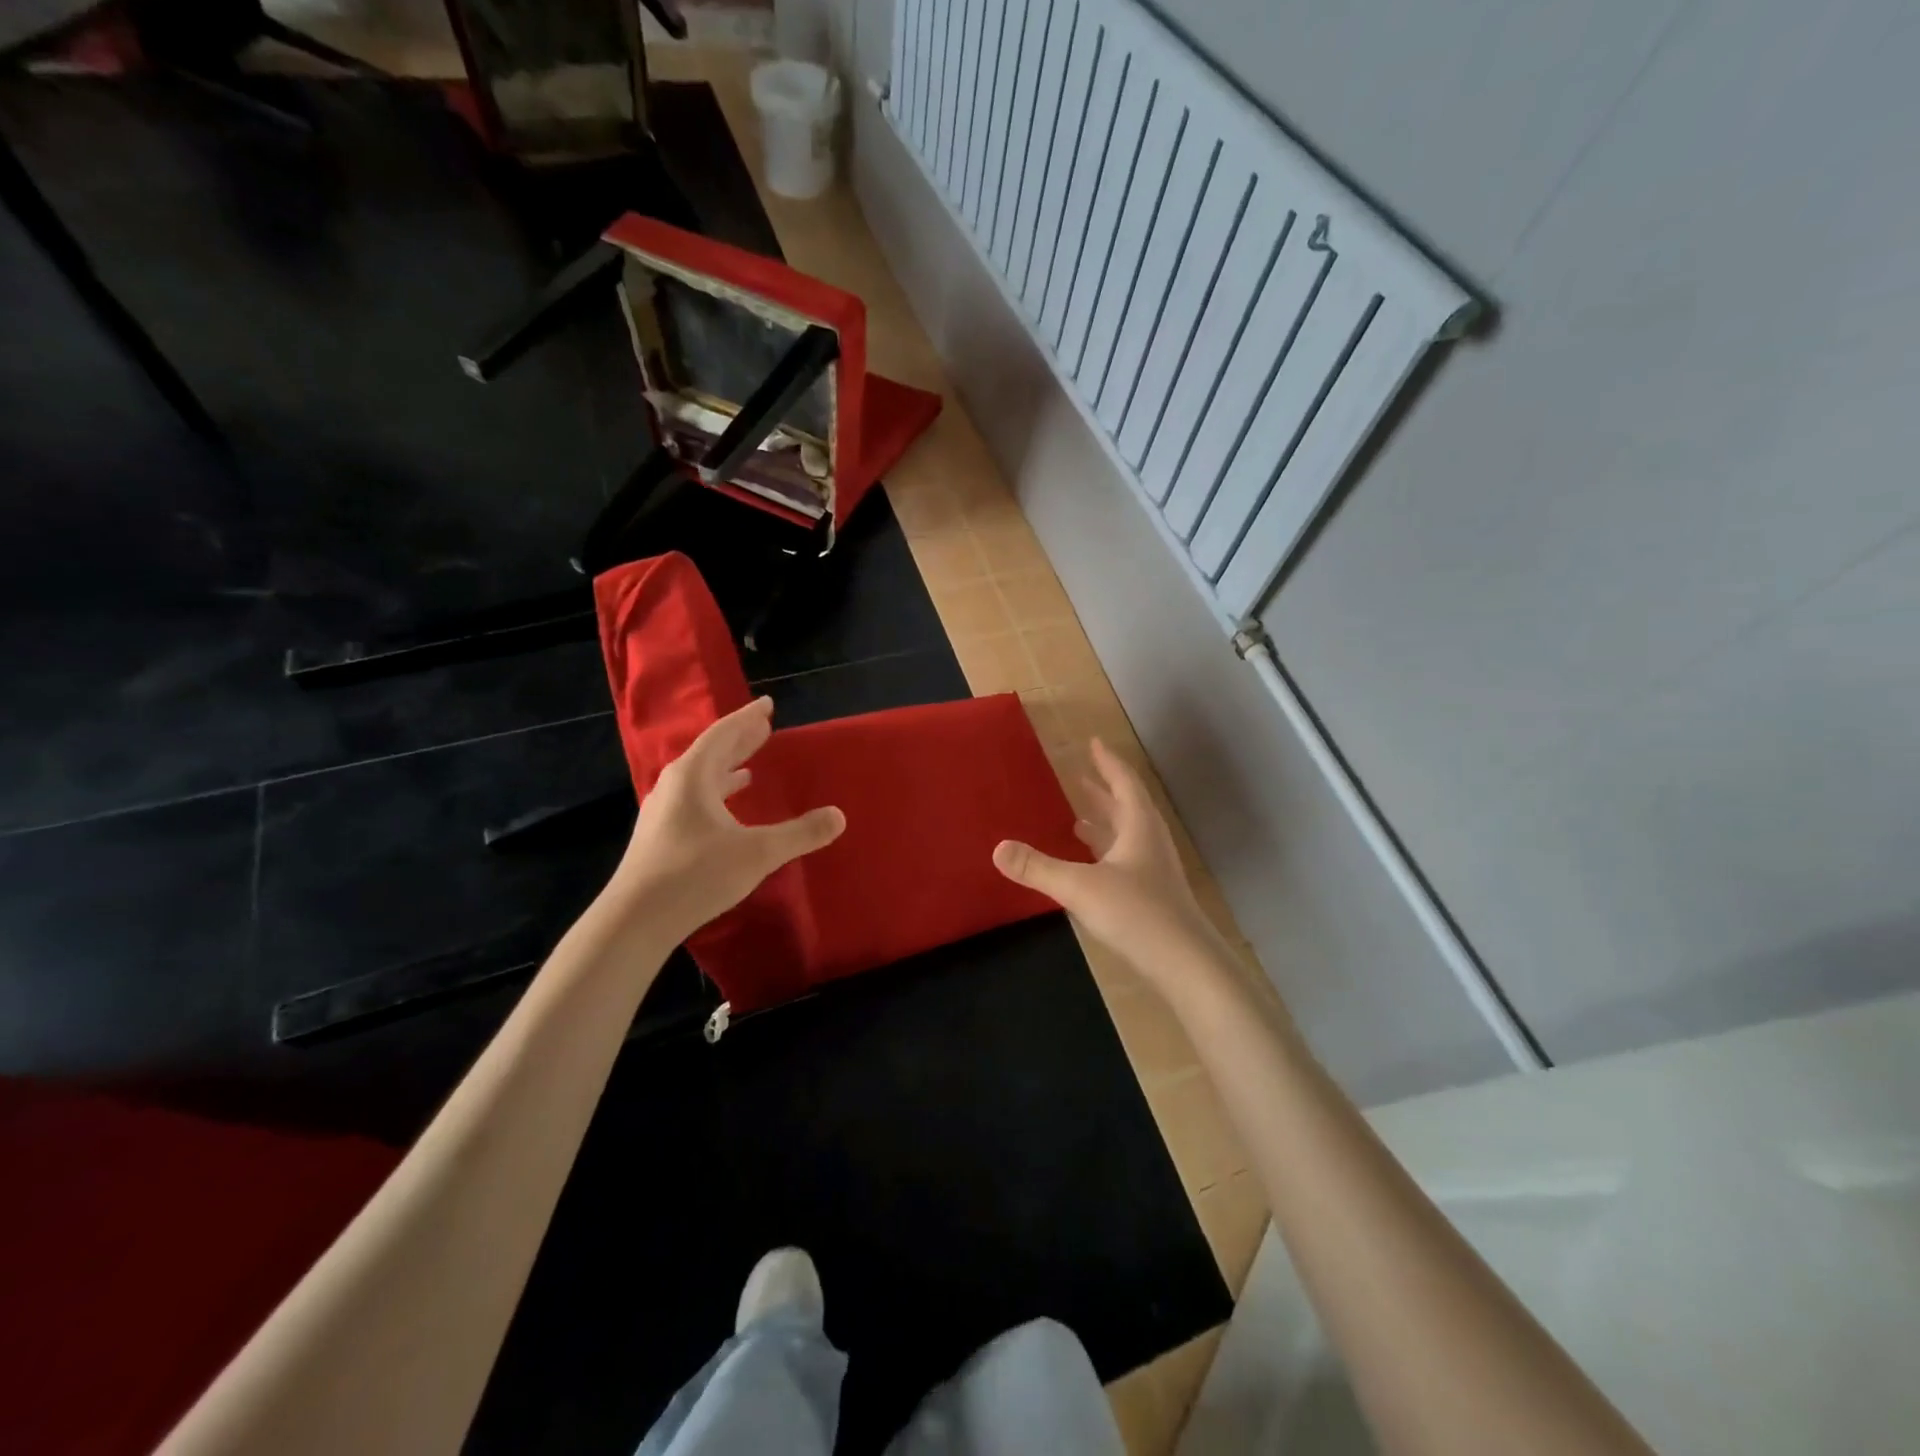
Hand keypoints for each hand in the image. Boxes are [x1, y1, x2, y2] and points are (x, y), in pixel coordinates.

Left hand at [612, 697, 844, 941]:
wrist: (635, 919)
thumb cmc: (696, 874)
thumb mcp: (757, 852)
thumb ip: (800, 833)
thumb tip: (839, 816)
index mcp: (693, 776)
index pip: (724, 734)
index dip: (747, 718)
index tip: (767, 704)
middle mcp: (674, 786)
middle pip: (711, 752)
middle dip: (739, 740)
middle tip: (764, 727)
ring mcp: (663, 811)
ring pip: (700, 778)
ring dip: (726, 768)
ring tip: (749, 766)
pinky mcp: (660, 836)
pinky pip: (694, 800)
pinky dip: (716, 793)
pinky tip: (726, 810)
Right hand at [992, 739, 1222, 987]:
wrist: (1186, 963)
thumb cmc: (1136, 913)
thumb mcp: (1079, 887)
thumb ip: (1038, 868)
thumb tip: (997, 848)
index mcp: (1138, 827)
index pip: (1123, 783)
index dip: (1107, 762)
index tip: (1094, 743)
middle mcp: (1149, 842)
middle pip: (1127, 807)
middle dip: (1103, 791)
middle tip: (1081, 777)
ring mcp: (1154, 870)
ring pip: (1127, 835)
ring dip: (1104, 822)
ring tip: (1077, 818)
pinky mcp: (1153, 895)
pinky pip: (1126, 860)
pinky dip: (1106, 852)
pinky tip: (1090, 866)